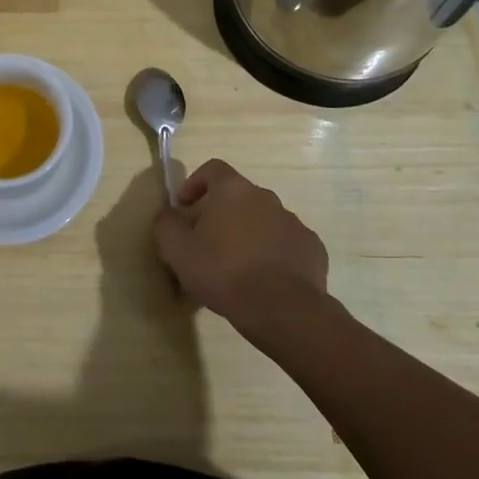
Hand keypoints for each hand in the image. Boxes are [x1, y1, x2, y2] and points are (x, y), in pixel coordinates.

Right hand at [152, 159, 329, 331]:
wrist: (283, 309)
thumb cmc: (224, 272)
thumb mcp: (177, 251)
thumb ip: (166, 225)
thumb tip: (168, 215)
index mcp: (233, 191)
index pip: (213, 169)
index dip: (195, 183)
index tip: (184, 207)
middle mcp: (266, 197)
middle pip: (238, 196)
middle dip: (221, 214)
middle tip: (206, 243)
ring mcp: (293, 222)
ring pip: (263, 220)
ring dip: (248, 234)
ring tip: (236, 267)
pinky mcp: (312, 248)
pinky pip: (286, 243)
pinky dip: (273, 253)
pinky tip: (264, 280)